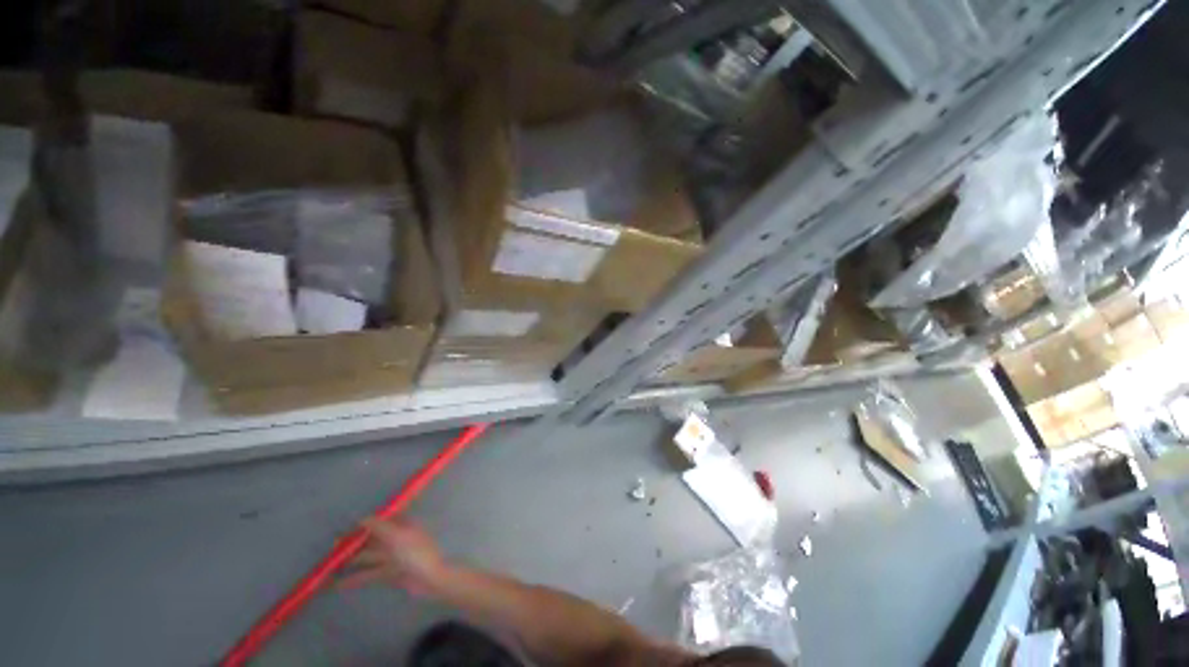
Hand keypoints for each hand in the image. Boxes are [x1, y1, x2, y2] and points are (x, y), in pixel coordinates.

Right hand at [340, 518, 449, 595]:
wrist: (429, 579)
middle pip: (373, 539)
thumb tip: (362, 518)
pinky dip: (355, 578)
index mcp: (403, 526)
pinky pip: (370, 574)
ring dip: (351, 562)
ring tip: (328, 568)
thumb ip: (379, 526)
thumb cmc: (414, 553)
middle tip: (331, 550)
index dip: (364, 524)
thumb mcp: (396, 536)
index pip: (381, 521)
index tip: (345, 529)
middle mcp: (397, 539)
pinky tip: (338, 585)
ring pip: (369, 557)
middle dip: (354, 544)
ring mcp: (394, 557)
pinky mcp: (390, 574)